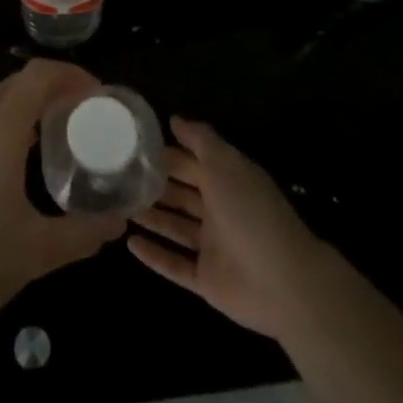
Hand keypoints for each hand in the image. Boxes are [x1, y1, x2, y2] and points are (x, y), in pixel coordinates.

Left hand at [0, 60, 125, 349]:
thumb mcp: (36, 253)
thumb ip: (83, 232)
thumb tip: (118, 222)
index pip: (38, 75)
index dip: (71, 75)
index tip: (96, 95)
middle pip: (14, 84)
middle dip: (48, 92)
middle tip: (76, 118)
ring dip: (19, 108)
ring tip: (44, 139)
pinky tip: (1, 162)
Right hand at [129, 117, 331, 343]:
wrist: (283, 283)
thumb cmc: (250, 213)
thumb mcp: (225, 165)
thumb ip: (199, 140)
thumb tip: (174, 119)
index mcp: (227, 182)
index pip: (191, 163)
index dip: (166, 155)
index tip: (133, 146)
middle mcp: (219, 211)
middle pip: (181, 194)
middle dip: (155, 185)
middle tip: (118, 177)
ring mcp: (213, 247)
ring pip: (175, 227)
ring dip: (151, 217)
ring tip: (118, 206)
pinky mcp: (207, 279)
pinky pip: (175, 265)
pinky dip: (154, 255)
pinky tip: (129, 243)